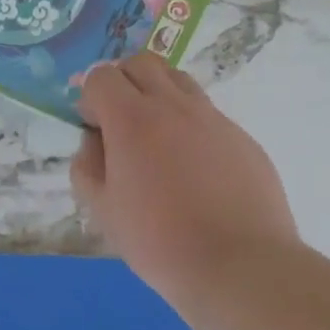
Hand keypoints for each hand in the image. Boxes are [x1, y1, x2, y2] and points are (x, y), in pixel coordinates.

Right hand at [72, 55, 297, 298]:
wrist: (240, 267)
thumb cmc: (159, 240)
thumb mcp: (102, 209)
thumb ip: (87, 166)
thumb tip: (94, 143)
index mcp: (132, 119)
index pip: (101, 76)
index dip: (90, 97)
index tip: (94, 128)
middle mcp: (174, 106)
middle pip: (142, 63)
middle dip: (123, 81)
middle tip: (121, 121)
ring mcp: (214, 120)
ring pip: (179, 81)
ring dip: (158, 95)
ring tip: (156, 138)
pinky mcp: (243, 139)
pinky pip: (208, 115)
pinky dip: (190, 126)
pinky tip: (193, 170)